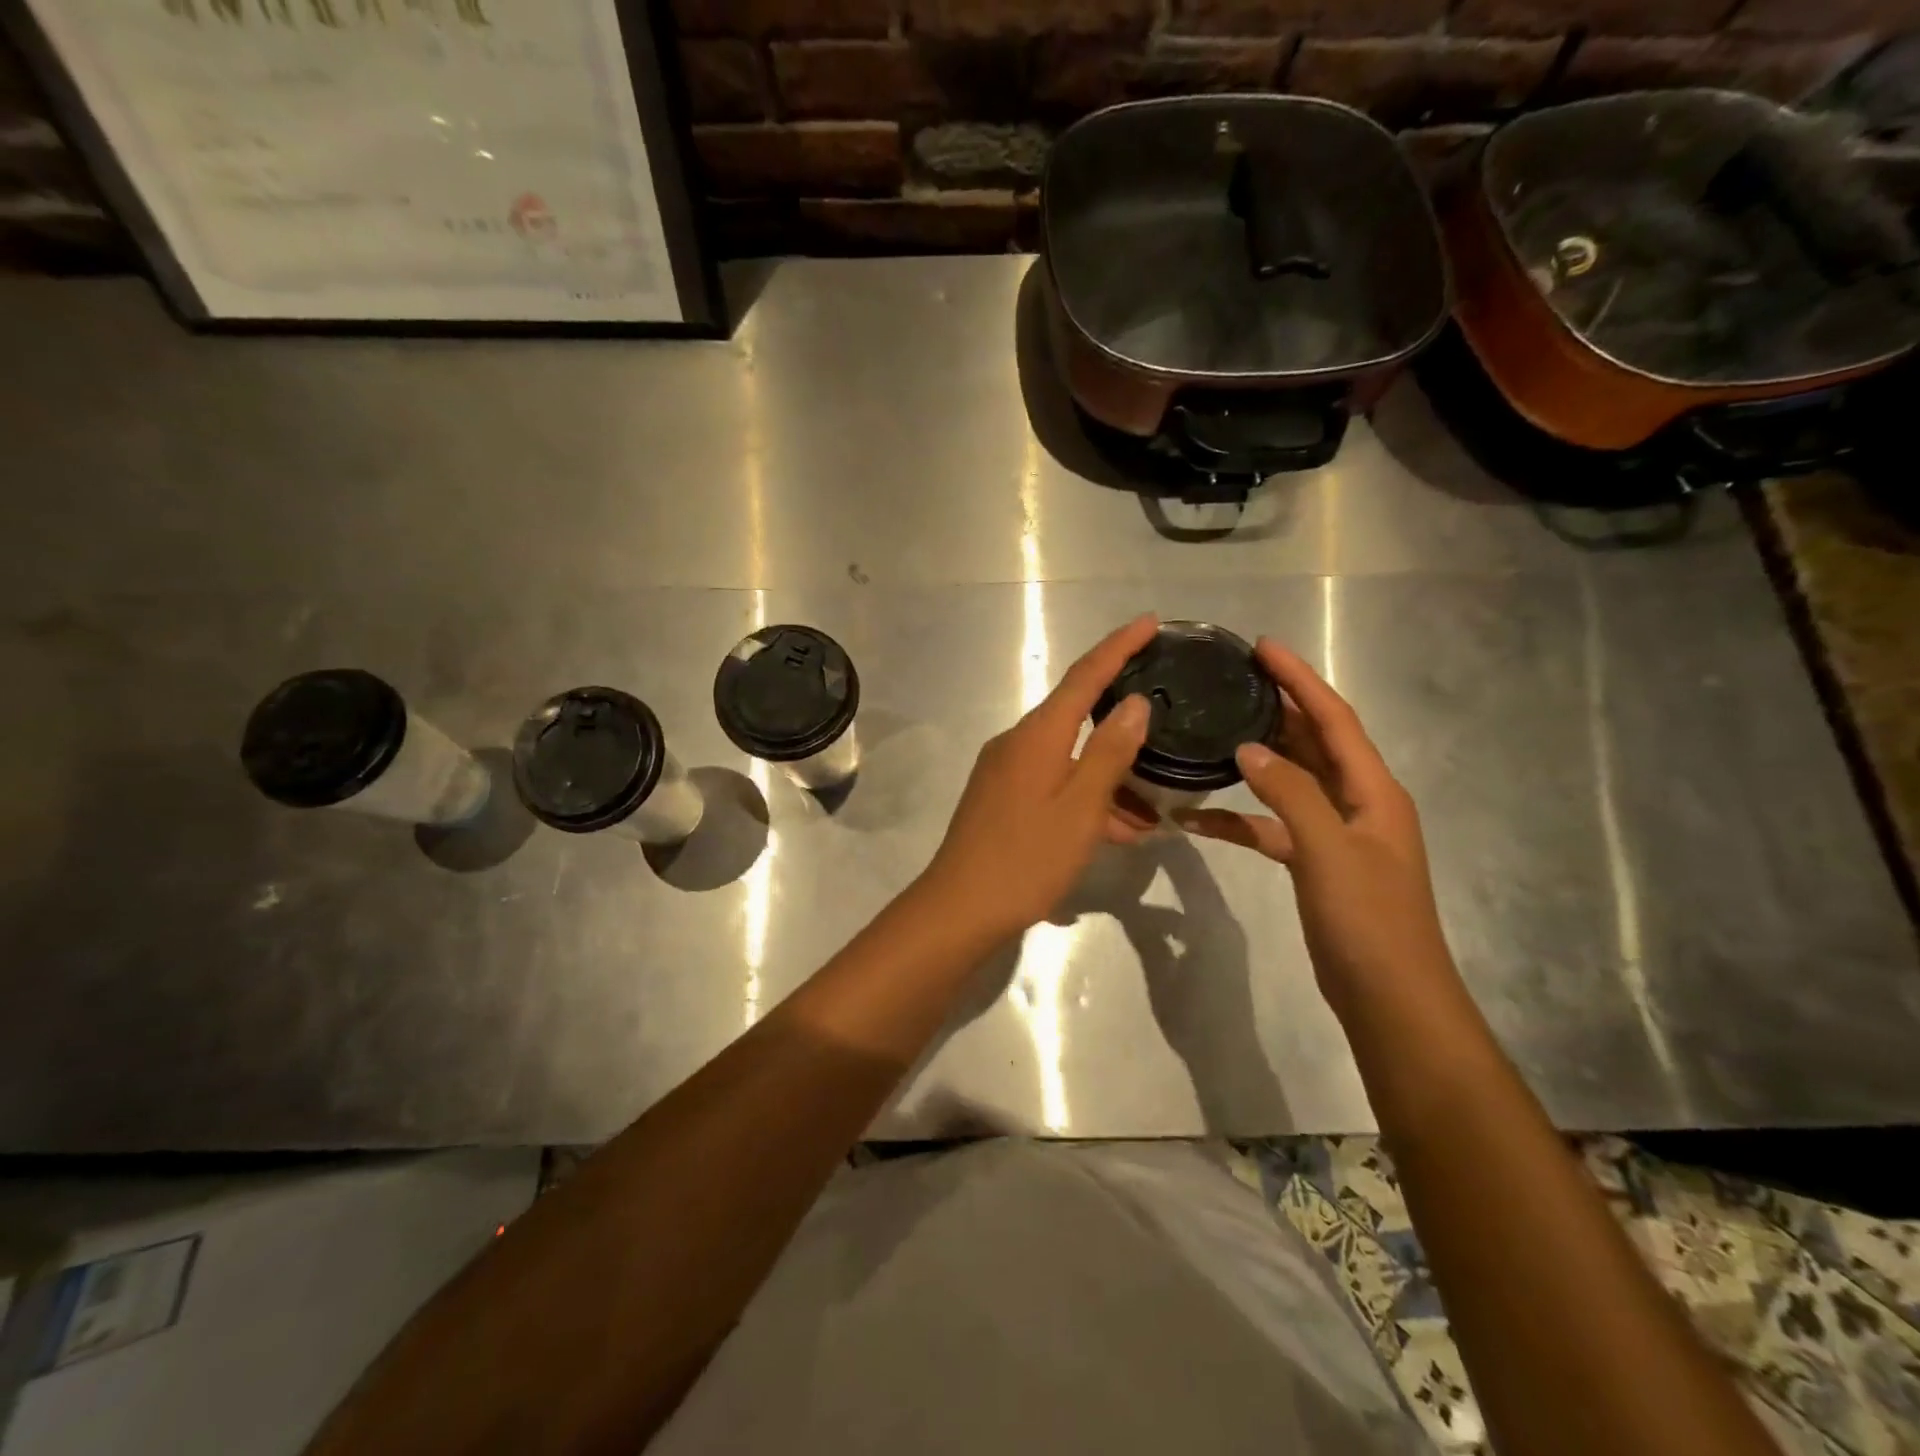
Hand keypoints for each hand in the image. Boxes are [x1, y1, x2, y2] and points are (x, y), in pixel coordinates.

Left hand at [922, 614, 1157, 937]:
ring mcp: (1006, 771)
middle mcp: (1018, 742)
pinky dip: (1086, 797)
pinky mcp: (1001, 797)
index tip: (1150, 622)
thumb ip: (1109, 752)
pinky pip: (1054, 782)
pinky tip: (1119, 830)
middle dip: (1121, 718)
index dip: (1119, 646)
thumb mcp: (1081, 807)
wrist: (960, 907)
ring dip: (1109, 776)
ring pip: (1069, 757)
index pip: (1085, 676)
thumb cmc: (1027, 857)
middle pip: (1077, 714)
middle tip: (1164, 718)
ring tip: (1154, 806)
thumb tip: (1135, 702)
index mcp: (1038, 735)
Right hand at [1176, 639, 1457, 1011]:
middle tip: (1233, 680)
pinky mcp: (1314, 863)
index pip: (1334, 719)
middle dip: (1278, 708)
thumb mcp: (1329, 852)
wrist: (1388, 997)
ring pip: (1291, 780)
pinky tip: (1198, 819)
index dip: (1300, 680)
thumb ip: (1290, 794)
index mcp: (1373, 791)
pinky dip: (1240, 819)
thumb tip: (1248, 749)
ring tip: (1216, 731)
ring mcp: (1335, 834)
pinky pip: (1271, 826)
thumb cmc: (1368, 921)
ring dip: (1257, 759)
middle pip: (1314, 742)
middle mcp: (1357, 803)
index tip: (1263, 647)